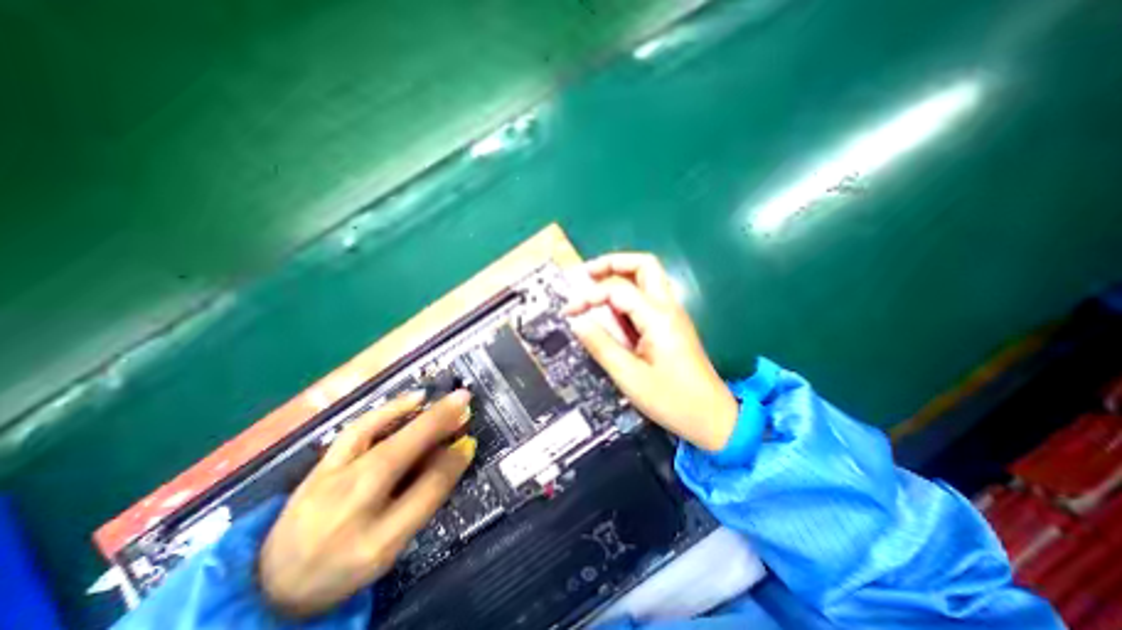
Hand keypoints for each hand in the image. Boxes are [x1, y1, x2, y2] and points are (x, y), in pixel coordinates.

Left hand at [259, 391, 473, 616]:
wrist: (274, 580)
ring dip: (413, 412)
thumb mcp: (393, 546)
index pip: (424, 492)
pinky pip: (357, 430)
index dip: (451, 464)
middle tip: (465, 401)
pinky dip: (387, 410)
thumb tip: (456, 454)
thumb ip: (426, 499)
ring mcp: (330, 477)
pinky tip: (411, 399)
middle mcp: (346, 505)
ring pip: (374, 436)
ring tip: (443, 399)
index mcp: (372, 539)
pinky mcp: (322, 462)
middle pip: (397, 454)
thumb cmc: (345, 564)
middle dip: (436, 423)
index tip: (470, 442)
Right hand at [571, 252, 738, 450]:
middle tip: (587, 274)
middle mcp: (668, 308)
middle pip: (644, 265)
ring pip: (648, 277)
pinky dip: (626, 294)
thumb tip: (577, 322)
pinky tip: (611, 309)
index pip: (618, 290)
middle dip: (613, 263)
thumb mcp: (630, 377)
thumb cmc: (673, 400)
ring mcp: (672, 314)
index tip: (569, 311)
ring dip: (620, 275)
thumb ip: (602, 346)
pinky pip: (647, 297)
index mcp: (658, 318)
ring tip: (593, 286)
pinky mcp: (671, 324)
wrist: (713, 418)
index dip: (589, 296)